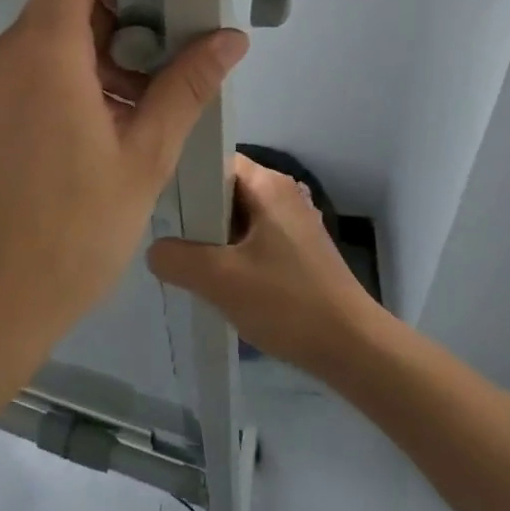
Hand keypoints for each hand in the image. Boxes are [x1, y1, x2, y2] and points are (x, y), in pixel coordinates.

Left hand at [0, 0, 249, 350]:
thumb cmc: (76, 229)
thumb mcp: (145, 157)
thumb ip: (185, 88)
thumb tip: (229, 39)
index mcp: (43, 52)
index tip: (152, 2)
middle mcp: (5, 53)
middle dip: (118, 15)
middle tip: (161, 65)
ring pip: (48, 33)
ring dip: (97, 51)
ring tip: (137, 107)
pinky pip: (30, 66)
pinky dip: (68, 75)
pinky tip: (100, 127)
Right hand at [148, 154, 386, 377]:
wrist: (354, 350)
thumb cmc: (287, 302)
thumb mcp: (220, 279)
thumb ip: (176, 259)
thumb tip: (156, 251)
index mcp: (268, 184)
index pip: (213, 160)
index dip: (183, 177)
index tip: (158, 202)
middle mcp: (282, 194)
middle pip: (223, 190)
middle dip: (194, 213)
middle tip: (165, 236)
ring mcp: (293, 224)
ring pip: (236, 219)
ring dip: (211, 239)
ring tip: (183, 262)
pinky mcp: (298, 252)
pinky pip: (252, 240)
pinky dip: (232, 255)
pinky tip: (216, 282)